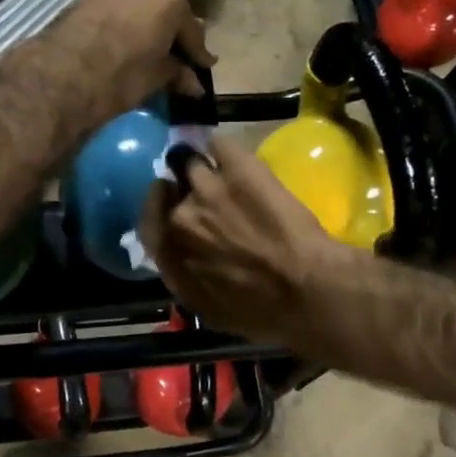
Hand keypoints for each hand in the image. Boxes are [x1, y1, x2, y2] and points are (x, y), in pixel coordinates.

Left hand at [40, 0, 213, 127]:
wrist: (64, 73)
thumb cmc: (123, 74)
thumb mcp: (158, 77)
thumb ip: (178, 73)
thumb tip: (194, 85)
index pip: (192, 29)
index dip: (198, 53)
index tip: (205, 67)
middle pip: (166, 11)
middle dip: (172, 35)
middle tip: (178, 58)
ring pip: (140, 6)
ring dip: (147, 27)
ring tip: (150, 52)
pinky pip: (118, 8)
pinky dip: (126, 24)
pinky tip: (126, 43)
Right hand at [137, 136, 344, 344]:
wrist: (306, 288)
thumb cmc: (262, 313)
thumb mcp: (211, 310)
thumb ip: (187, 278)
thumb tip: (186, 260)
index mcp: (169, 255)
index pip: (149, 221)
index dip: (160, 209)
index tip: (173, 204)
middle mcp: (180, 217)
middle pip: (171, 188)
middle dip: (185, 190)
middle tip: (208, 194)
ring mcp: (206, 187)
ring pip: (191, 163)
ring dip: (202, 166)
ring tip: (224, 169)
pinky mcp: (236, 166)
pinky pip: (217, 144)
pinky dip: (221, 148)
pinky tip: (236, 156)